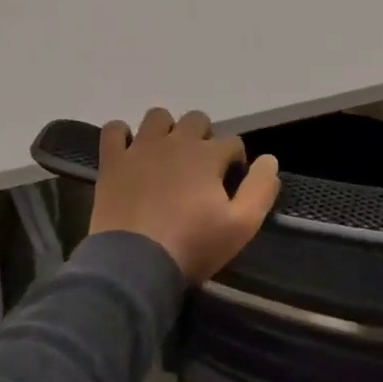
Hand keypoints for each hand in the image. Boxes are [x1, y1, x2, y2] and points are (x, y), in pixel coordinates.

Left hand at [88, 108, 280, 283]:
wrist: (134, 264)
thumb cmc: (192, 246)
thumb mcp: (242, 226)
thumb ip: (261, 189)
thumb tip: (270, 160)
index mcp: (208, 156)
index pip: (233, 142)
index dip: (236, 161)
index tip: (231, 184)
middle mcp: (175, 142)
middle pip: (196, 120)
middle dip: (204, 137)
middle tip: (201, 169)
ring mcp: (140, 149)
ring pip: (157, 117)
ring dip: (167, 130)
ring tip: (167, 156)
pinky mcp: (112, 161)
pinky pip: (114, 130)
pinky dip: (122, 135)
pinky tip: (129, 152)